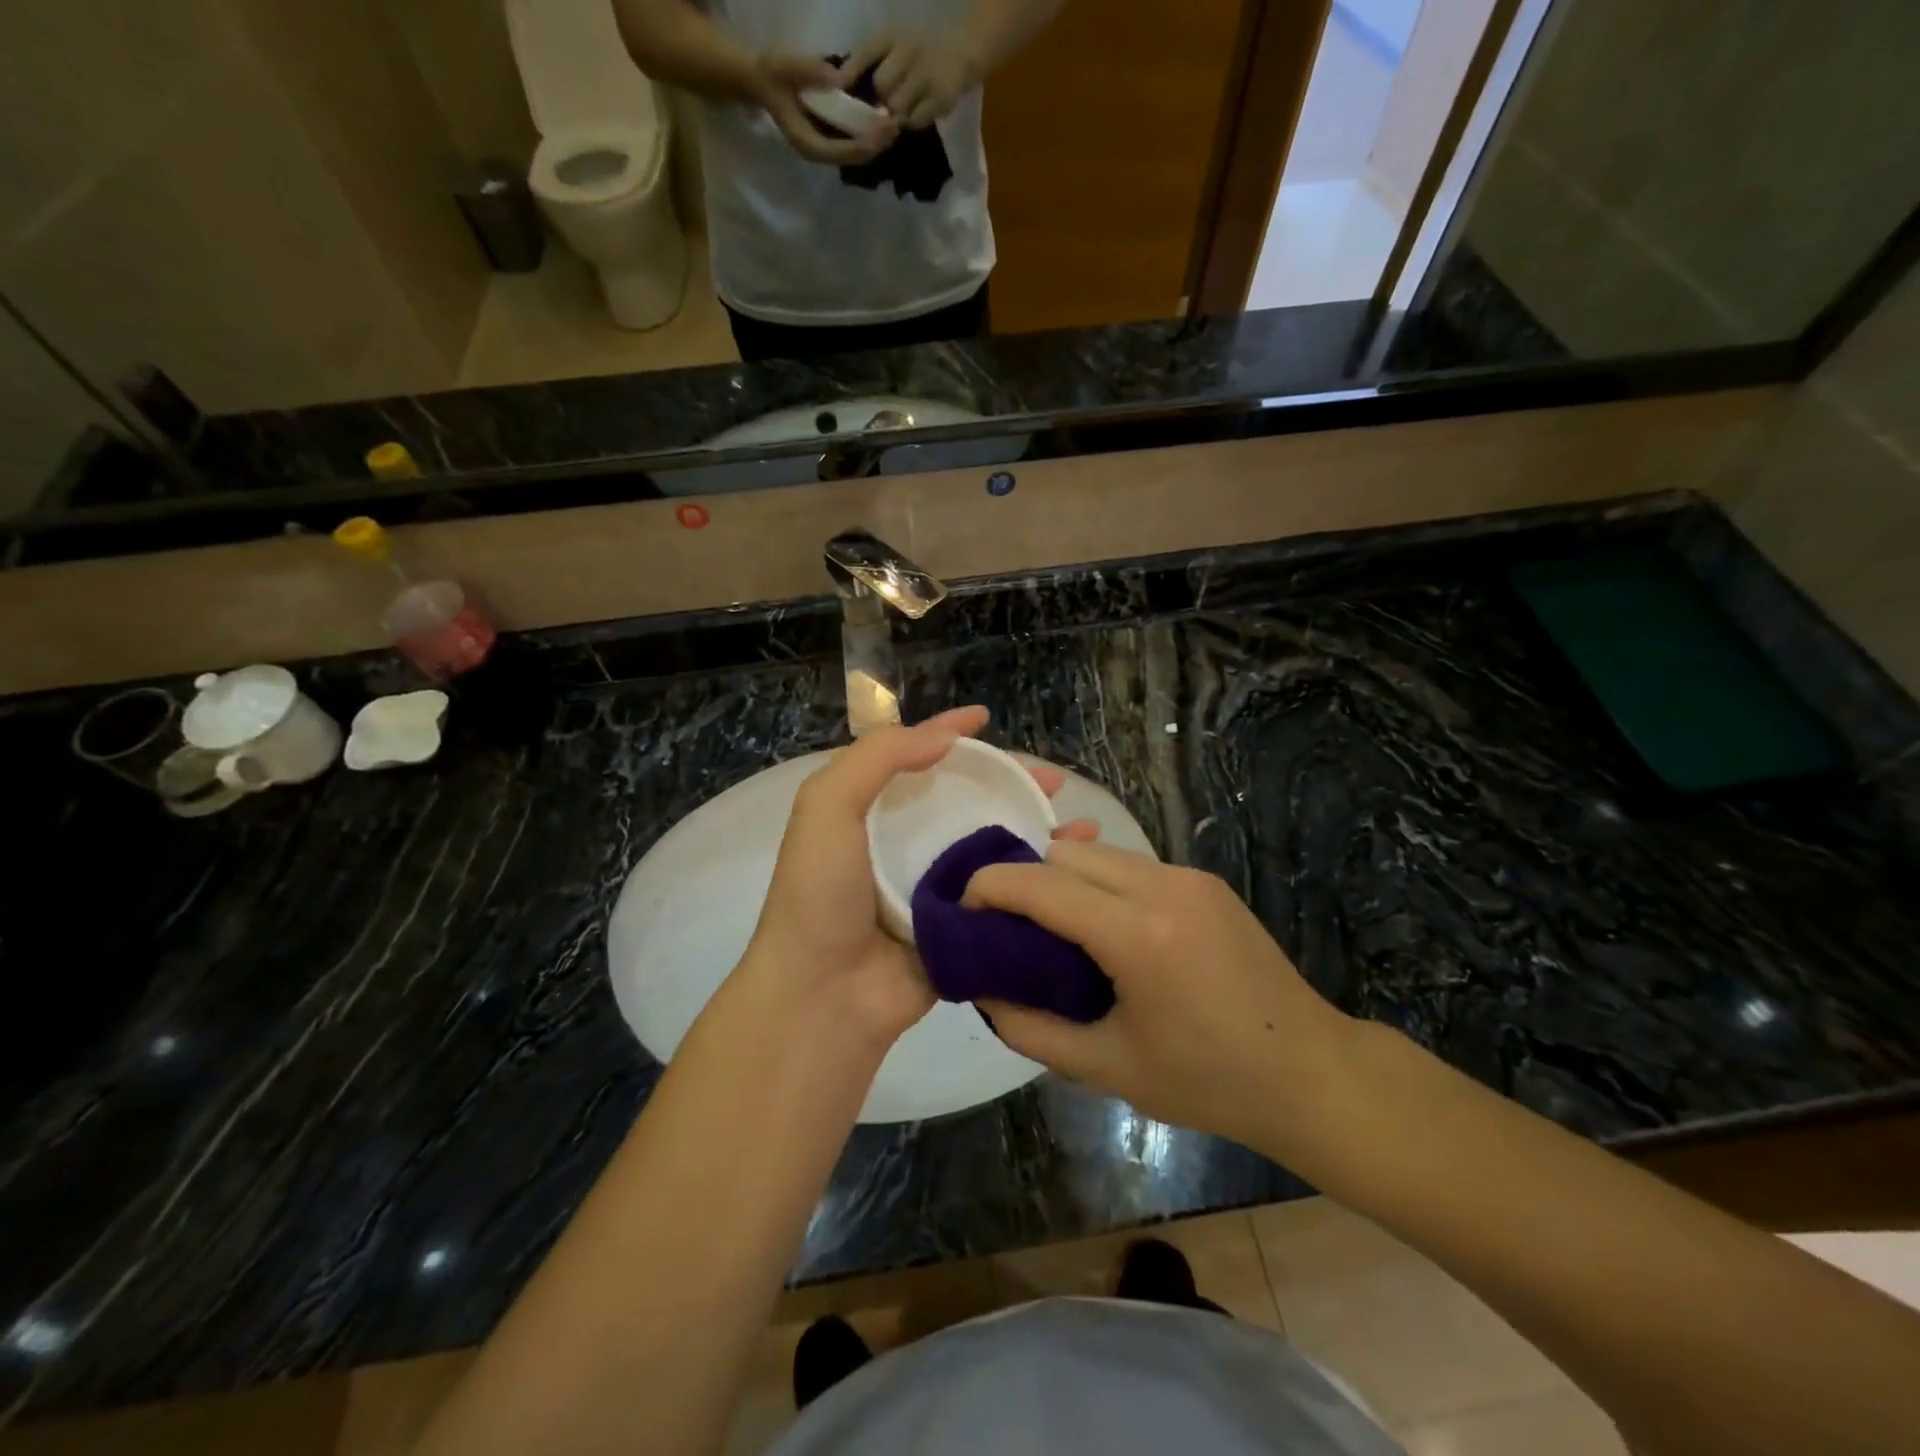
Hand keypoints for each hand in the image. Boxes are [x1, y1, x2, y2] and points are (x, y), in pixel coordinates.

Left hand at [738, 706, 1096, 1054]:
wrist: (824, 996)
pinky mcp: (965, 930)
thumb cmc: (821, 894)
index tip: (985, 717)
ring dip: (1037, 831)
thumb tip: (946, 736)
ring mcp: (940, 890)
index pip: (916, 759)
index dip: (948, 733)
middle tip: (1053, 781)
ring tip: (1081, 824)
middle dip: (1011, 784)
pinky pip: (1010, 897)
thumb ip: (877, 758)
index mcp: (874, 814)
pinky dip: (1043, 882)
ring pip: (997, 848)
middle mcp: (909, 846)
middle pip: (969, 802)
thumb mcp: (827, 807)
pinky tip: (1078, 872)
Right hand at [753, 52, 897, 164]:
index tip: (883, 130)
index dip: (864, 143)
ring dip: (876, 143)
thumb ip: (810, 72)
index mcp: (809, 143)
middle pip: (854, 158)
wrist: (762, 82)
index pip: (843, 151)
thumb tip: (838, 79)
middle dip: (876, 145)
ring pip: (856, 154)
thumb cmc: (772, 75)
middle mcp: (820, 153)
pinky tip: (882, 123)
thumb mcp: (786, 67)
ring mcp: (825, 149)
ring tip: (894, 126)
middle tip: (896, 127)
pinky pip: (854, 144)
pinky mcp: (830, 141)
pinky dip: (869, 136)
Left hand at [837, 33, 979, 128]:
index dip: (849, 73)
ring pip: (898, 107)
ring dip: (897, 114)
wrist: (961, 52)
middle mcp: (908, 50)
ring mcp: (926, 74)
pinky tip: (919, 113)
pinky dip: (913, 122)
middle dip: (881, 100)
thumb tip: (844, 89)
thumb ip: (870, 64)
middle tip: (886, 105)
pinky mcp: (939, 98)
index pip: (865, 53)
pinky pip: (915, 121)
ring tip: (904, 110)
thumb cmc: (921, 53)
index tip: (837, 89)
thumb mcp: (894, 47)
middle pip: (882, 86)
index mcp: (893, 36)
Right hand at [965, 843, 1359, 1148]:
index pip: (1040, 884)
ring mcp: (1188, 878)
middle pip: (1064, 854)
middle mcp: (1161, 886)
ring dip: (1063, 877)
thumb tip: (984, 993)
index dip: (990, 887)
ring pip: (1098, 852)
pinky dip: (1100, 882)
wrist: (1311, 1072)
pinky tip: (1104, 926)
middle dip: (1025, 879)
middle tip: (1008, 926)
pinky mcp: (1206, 881)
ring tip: (1053, 927)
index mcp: (1136, 934)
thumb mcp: (1109, 1067)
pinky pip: (1132, 865)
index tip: (962, 909)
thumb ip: (1032, 1029)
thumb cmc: (1208, 1081)